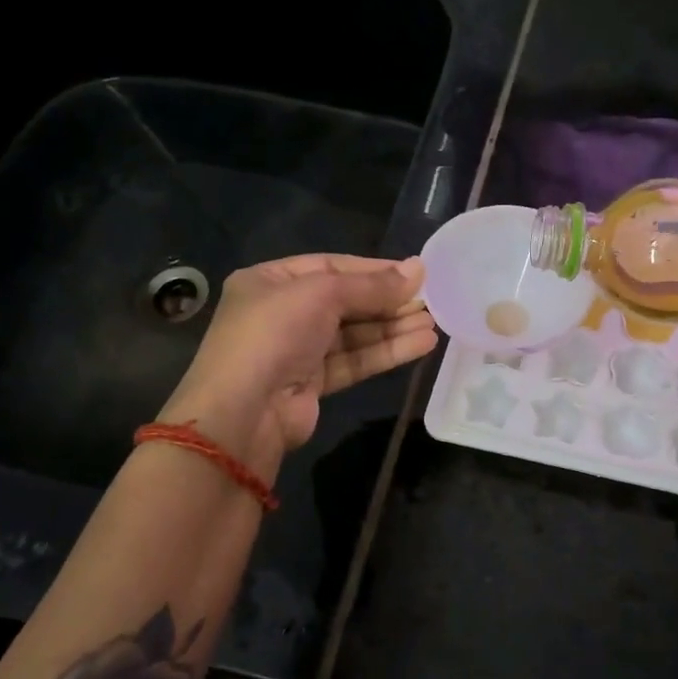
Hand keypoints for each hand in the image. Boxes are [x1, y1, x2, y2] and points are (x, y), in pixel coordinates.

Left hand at [158, 254, 437, 469]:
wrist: (243, 412)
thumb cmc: (274, 334)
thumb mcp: (321, 294)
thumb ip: (371, 285)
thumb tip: (418, 269)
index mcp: (270, 281)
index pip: (331, 266)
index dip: (374, 270)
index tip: (415, 274)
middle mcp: (282, 312)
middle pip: (346, 301)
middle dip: (388, 302)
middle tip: (430, 300)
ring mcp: (297, 350)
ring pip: (354, 333)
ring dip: (393, 328)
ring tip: (434, 324)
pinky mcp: (312, 383)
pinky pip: (354, 360)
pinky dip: (386, 352)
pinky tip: (421, 345)